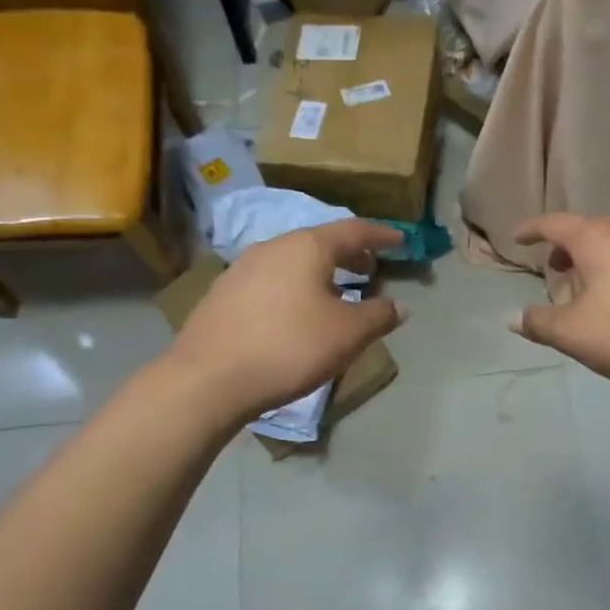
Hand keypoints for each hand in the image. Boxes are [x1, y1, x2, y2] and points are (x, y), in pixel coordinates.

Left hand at [171, 219, 404, 420]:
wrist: (208, 379)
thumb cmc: (289, 347)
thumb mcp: (347, 334)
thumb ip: (378, 315)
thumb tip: (399, 306)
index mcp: (307, 247)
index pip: (354, 230)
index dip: (381, 236)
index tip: (401, 241)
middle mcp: (273, 247)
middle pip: (321, 242)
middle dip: (350, 254)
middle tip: (371, 268)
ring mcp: (243, 268)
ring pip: (293, 261)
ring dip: (321, 271)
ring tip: (337, 291)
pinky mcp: (223, 293)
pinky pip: (272, 280)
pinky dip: (296, 286)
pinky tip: (297, 312)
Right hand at [509, 213, 609, 395]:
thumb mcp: (575, 334)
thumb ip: (540, 323)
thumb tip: (513, 318)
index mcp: (598, 239)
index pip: (555, 224)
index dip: (532, 229)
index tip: (518, 237)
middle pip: (590, 230)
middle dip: (567, 247)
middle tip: (555, 269)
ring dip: (597, 261)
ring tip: (590, 290)